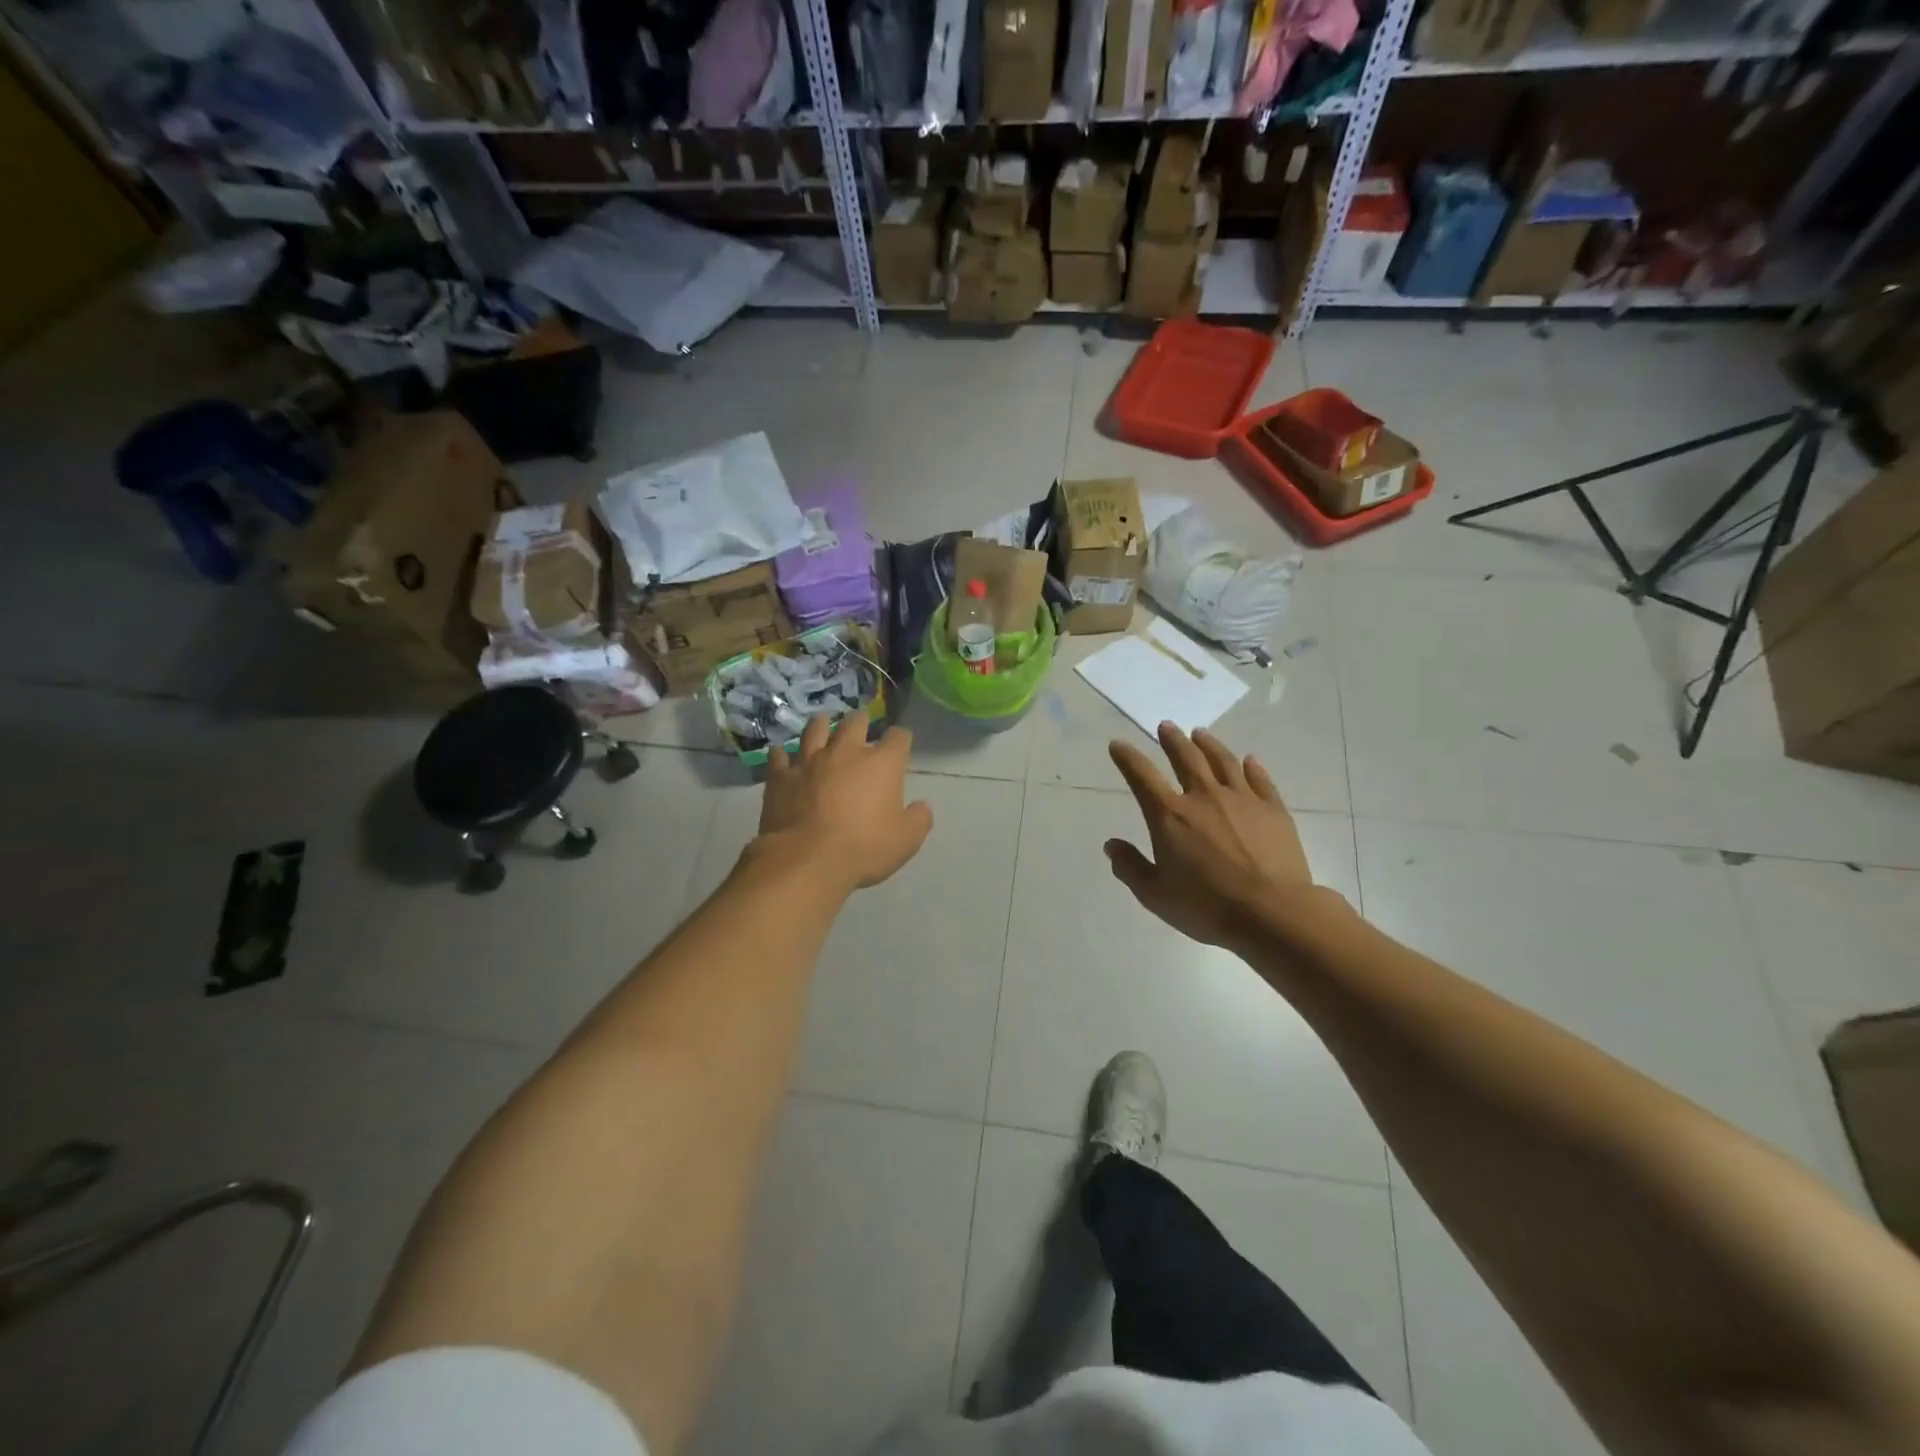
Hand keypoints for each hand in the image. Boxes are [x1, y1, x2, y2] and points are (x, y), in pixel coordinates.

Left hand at [758, 711, 932, 891]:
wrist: (806, 860)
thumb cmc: (863, 848)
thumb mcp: (906, 841)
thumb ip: (918, 819)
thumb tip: (921, 807)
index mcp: (882, 763)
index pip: (899, 737)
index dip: (902, 739)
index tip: (901, 746)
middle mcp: (846, 751)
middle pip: (856, 721)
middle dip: (862, 723)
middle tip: (861, 730)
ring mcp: (810, 760)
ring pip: (815, 727)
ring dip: (822, 724)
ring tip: (823, 725)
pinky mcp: (781, 775)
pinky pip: (779, 755)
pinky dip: (783, 755)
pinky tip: (784, 756)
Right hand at [1105, 724, 1318, 949]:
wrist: (1271, 912)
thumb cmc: (1206, 906)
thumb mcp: (1155, 894)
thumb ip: (1130, 867)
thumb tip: (1112, 845)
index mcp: (1169, 815)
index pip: (1141, 776)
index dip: (1127, 758)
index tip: (1118, 745)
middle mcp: (1203, 797)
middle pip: (1185, 758)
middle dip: (1172, 740)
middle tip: (1166, 726)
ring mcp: (1242, 799)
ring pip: (1222, 761)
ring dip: (1208, 744)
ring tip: (1200, 733)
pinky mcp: (1273, 809)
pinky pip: (1260, 779)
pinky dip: (1252, 767)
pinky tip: (1249, 760)